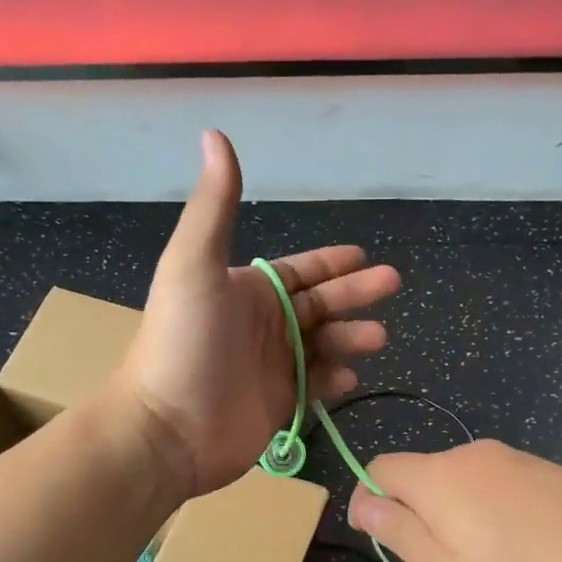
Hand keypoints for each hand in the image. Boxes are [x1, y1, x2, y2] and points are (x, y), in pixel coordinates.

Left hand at [119, 131, 400, 495]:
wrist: (168, 427)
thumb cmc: (184, 341)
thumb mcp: (194, 264)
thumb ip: (215, 205)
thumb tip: (214, 133)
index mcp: (246, 291)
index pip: (299, 272)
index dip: (330, 263)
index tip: (364, 257)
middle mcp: (262, 325)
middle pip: (320, 305)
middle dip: (355, 294)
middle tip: (393, 286)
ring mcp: (272, 367)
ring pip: (324, 345)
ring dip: (351, 338)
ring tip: (378, 338)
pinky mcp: (279, 406)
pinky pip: (316, 386)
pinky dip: (335, 379)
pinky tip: (350, 376)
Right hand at [347, 440, 561, 561]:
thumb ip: (398, 533)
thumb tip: (363, 503)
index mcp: (440, 476)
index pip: (380, 468)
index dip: (371, 502)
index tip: (386, 543)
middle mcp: (475, 455)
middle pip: (424, 476)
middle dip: (420, 516)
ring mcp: (518, 460)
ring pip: (465, 484)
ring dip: (462, 519)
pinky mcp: (551, 472)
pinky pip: (503, 488)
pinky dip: (498, 515)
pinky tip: (532, 554)